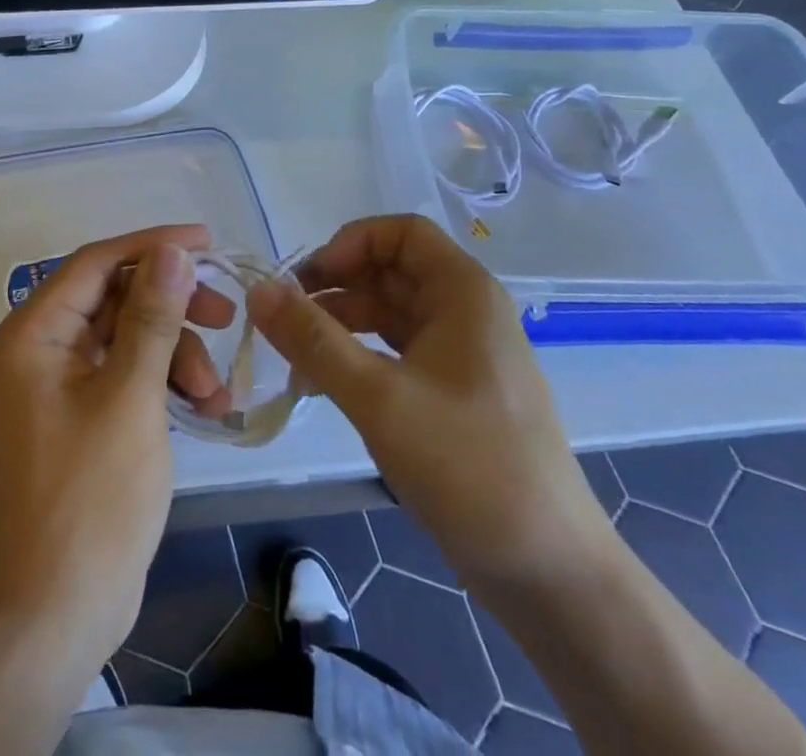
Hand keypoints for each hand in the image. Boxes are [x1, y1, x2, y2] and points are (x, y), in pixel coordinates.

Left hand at [0, 224, 234, 669]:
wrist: (55, 617)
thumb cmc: (90, 500)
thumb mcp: (131, 398)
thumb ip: (153, 317)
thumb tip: (172, 251)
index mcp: (33, 333)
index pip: (96, 262)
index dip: (152, 246)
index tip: (208, 244)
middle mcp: (39, 347)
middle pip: (114, 298)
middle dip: (173, 308)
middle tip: (226, 317)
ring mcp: (58, 383)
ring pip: (127, 337)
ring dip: (176, 353)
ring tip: (217, 394)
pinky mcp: (79, 415)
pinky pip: (126, 374)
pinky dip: (164, 382)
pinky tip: (206, 406)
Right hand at [247, 215, 608, 586]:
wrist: (549, 572)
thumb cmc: (469, 467)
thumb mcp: (379, 397)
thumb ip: (313, 340)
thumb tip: (256, 290)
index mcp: (463, 293)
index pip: (400, 233)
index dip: (349, 244)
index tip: (307, 280)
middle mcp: (465, 312)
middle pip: (389, 271)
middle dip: (334, 288)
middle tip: (283, 319)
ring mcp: (461, 354)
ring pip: (389, 314)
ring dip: (339, 326)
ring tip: (293, 358)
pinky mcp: (454, 393)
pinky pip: (396, 352)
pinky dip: (357, 358)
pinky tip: (321, 385)